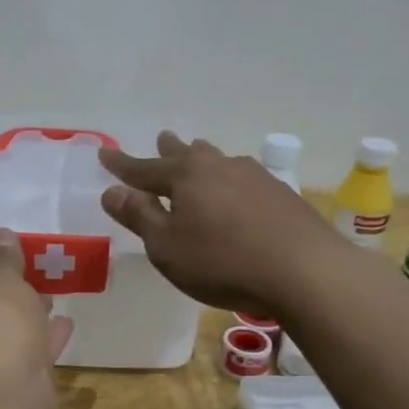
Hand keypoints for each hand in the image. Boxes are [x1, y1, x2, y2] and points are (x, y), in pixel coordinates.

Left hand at [0, 228, 74, 408]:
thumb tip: (2, 234)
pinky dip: (42, 350)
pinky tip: (65, 331)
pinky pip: (24, 369)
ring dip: (24, 330)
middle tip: (29, 290)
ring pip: (0, 351)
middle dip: (2, 311)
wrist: (3, 390)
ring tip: (52, 305)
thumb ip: (3, 260)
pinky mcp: (3, 404)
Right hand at [99, 132, 344, 316]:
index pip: (144, 169)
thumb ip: (139, 216)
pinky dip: (229, 179)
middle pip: (187, 154)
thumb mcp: (167, 246)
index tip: (104, 155)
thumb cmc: (222, 262)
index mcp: (186, 177)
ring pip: (219, 160)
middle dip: (169, 149)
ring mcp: (255, 178)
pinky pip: (243, 178)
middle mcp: (219, 167)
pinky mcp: (281, 195)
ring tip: (199, 151)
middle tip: (162, 137)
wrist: (304, 270)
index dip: (122, 165)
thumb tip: (112, 192)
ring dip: (203, 157)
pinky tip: (237, 189)